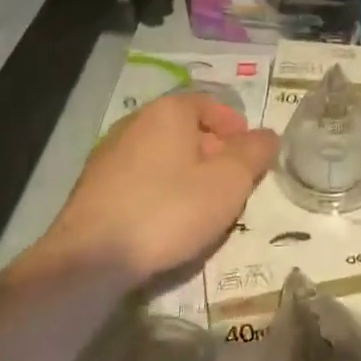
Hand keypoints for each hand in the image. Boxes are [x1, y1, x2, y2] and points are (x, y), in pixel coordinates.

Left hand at [35, 92, 278, 286]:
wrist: (92, 257)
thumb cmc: (169, 210)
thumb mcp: (228, 182)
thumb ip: (253, 154)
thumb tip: (268, 135)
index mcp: (168, 111)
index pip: (208, 103)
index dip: (233, 125)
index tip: (249, 152)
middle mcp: (135, 122)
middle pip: (184, 128)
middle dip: (212, 150)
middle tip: (233, 181)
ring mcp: (109, 153)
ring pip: (161, 154)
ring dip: (186, 172)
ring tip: (203, 204)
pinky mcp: (94, 186)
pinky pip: (139, 177)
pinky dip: (160, 189)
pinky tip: (167, 220)